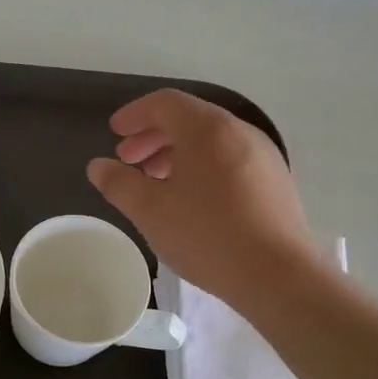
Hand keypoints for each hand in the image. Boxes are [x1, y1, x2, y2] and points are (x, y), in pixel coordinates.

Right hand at [87, 89, 316, 310]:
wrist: (279, 276)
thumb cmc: (207, 236)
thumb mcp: (150, 211)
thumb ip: (119, 183)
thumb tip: (98, 166)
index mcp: (208, 129)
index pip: (165, 103)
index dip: (134, 114)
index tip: (114, 132)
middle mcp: (240, 132)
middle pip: (189, 119)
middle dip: (153, 135)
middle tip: (128, 160)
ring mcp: (263, 156)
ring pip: (211, 141)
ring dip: (177, 153)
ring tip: (155, 182)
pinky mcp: (275, 181)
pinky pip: (230, 159)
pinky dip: (202, 167)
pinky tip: (191, 200)